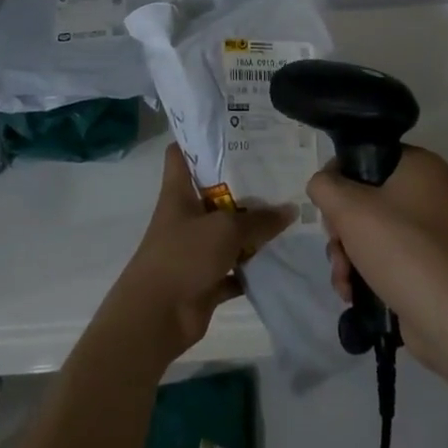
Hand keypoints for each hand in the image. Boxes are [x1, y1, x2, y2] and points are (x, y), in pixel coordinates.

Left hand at [100, 143, 295, 368]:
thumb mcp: (225, 229)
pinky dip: (251, 266)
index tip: (231, 129)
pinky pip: (234, 269)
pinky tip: (279, 257)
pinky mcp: (205, 279)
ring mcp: (195, 248)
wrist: (156, 317)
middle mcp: (186, 215)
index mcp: (179, 192)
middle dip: (242, 184)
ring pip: (227, 231)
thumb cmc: (183, 256)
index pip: (182, 153)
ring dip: (251, 228)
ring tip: (287, 210)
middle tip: (277, 170)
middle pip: (214, 191)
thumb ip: (259, 219)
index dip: (200, 139)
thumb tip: (291, 209)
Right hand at [308, 147, 447, 370]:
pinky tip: (352, 292)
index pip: (365, 155)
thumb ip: (325, 186)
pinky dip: (363, 271)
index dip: (338, 178)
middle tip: (338, 245)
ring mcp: (427, 231)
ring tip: (343, 278)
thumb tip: (322, 185)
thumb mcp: (351, 209)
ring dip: (346, 253)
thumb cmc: (403, 250)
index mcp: (419, 166)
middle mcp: (427, 192)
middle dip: (341, 227)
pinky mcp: (424, 264)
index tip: (328, 206)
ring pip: (369, 229)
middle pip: (363, 196)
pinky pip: (383, 255)